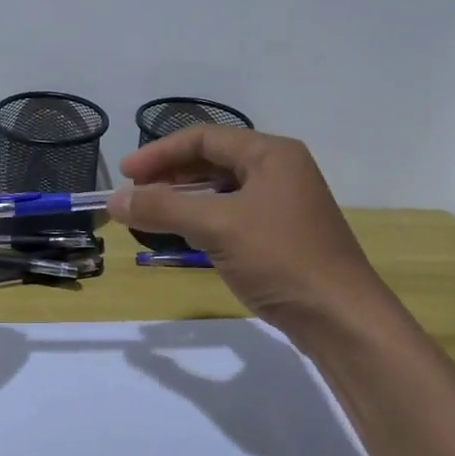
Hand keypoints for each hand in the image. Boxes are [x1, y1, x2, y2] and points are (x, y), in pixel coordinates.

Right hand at [106, 127, 386, 336]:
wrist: (340, 317)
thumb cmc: (280, 259)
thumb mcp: (216, 227)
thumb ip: (162, 208)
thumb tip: (114, 200)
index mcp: (271, 154)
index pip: (204, 138)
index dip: (160, 152)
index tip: (125, 174)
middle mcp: (280, 170)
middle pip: (213, 160)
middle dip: (170, 174)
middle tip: (134, 193)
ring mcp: (283, 203)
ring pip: (222, 189)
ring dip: (184, 198)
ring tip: (150, 212)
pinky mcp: (281, 233)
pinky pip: (232, 214)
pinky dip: (203, 218)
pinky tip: (183, 233)